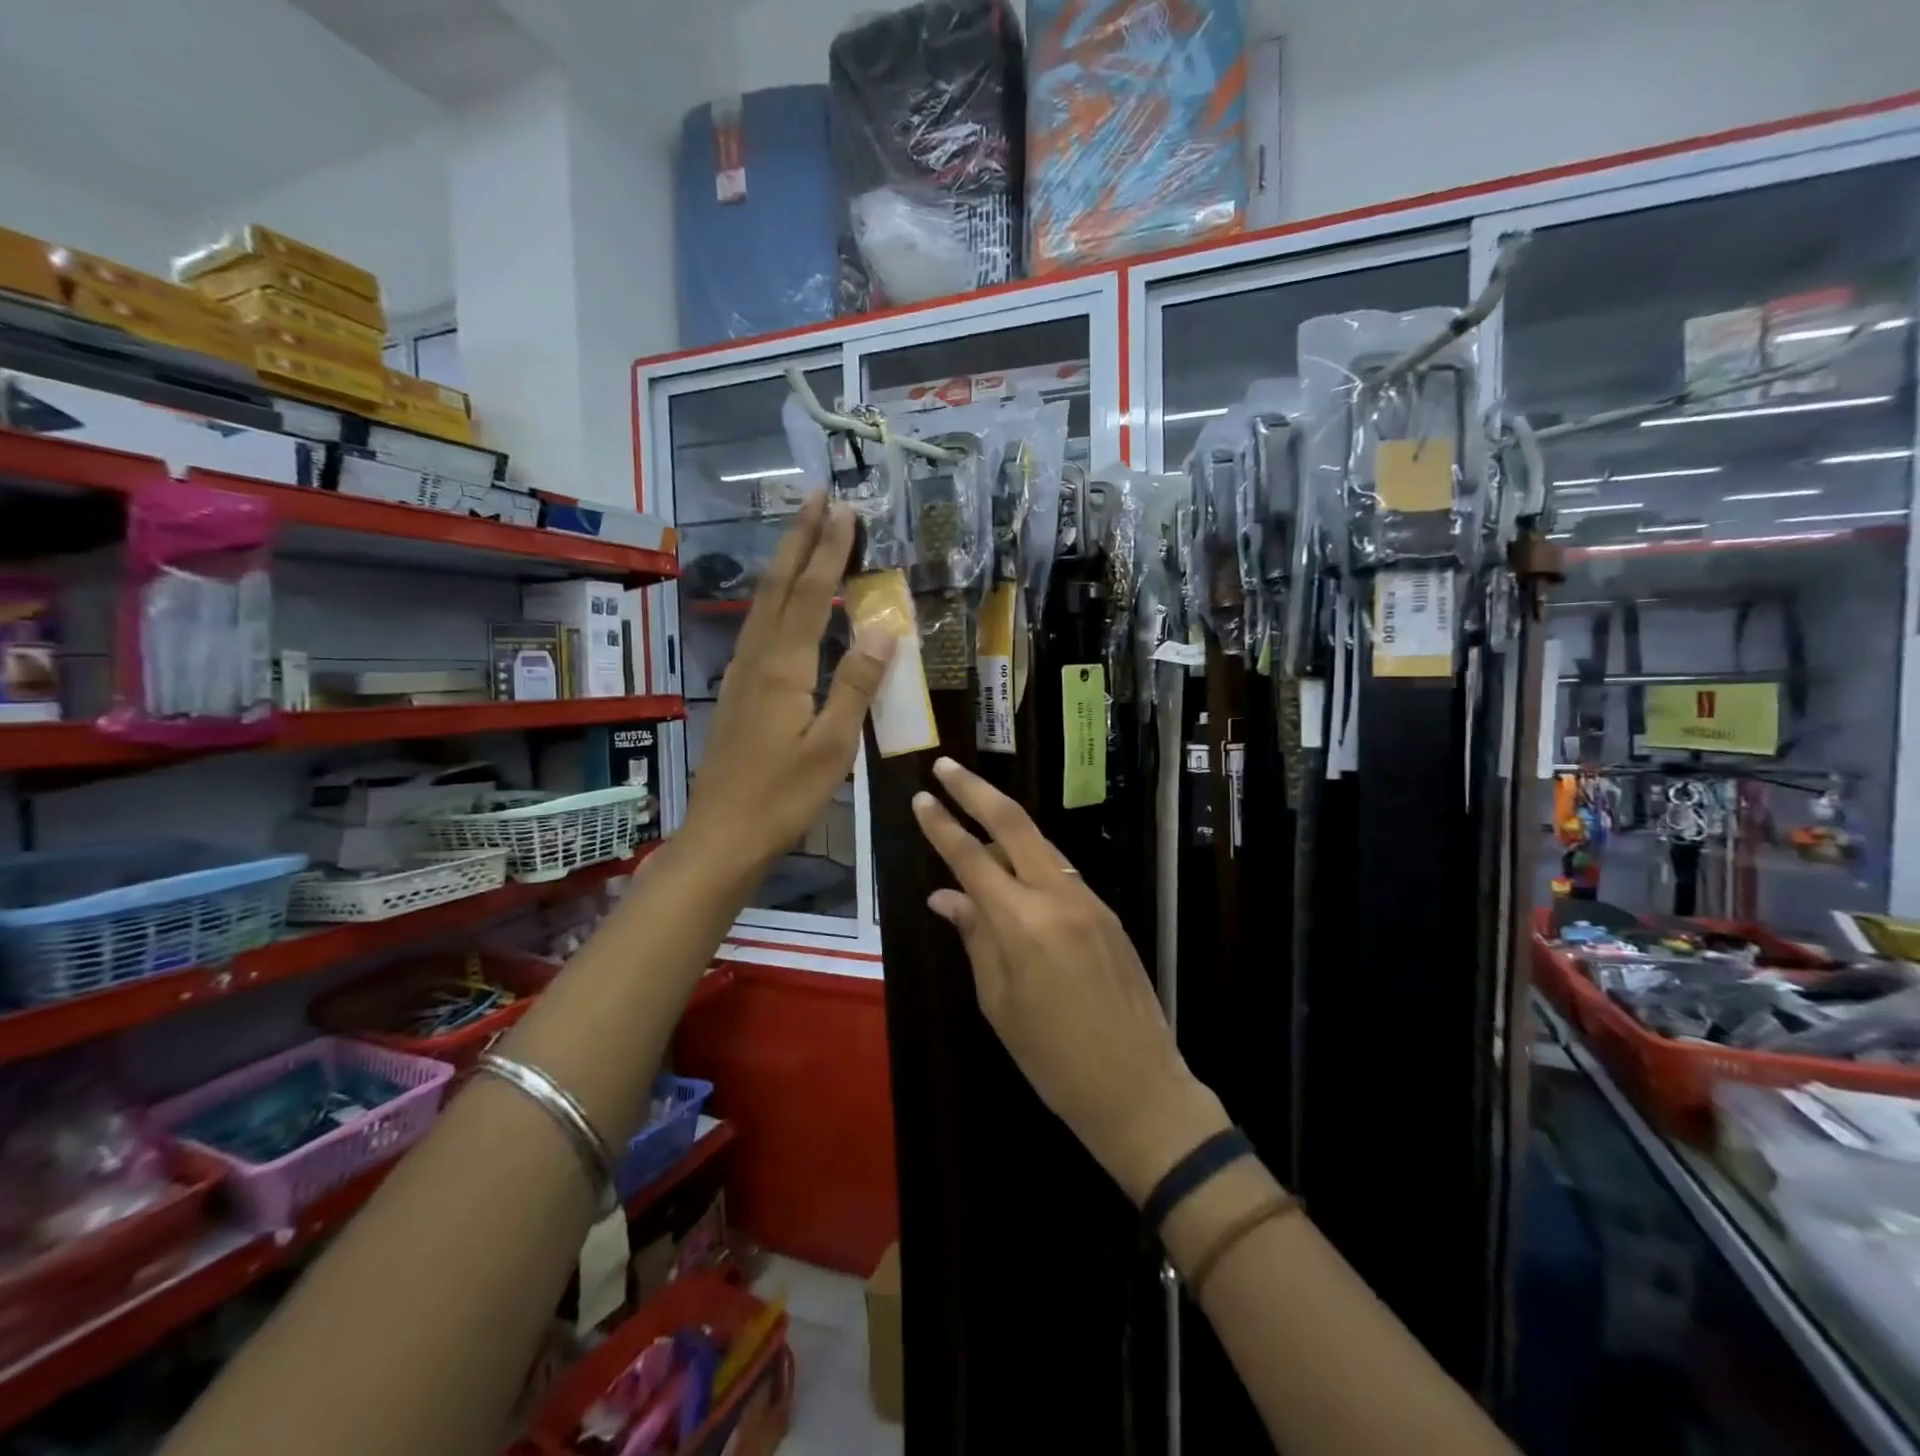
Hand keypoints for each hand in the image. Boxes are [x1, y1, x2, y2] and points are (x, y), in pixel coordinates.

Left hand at [685, 496, 894, 875]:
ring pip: (762, 605)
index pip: (811, 595)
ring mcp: (741, 675)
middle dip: (798, 540)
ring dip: (783, 564)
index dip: (828, 551)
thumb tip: (885, 630)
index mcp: (783, 669)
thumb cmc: (783, 797)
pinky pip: (757, 629)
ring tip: (801, 535)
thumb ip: (856, 685)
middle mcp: (757, 660)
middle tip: (816, 497)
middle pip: (778, 587)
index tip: (844, 510)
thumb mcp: (832, 746)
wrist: (723, 836)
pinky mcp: (736, 693)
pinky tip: (781, 603)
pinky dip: (774, 600)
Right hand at [912, 757, 1228, 1203]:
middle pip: (1013, 823)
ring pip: (1039, 844)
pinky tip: (1012, 871)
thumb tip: (945, 896)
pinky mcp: (1107, 912)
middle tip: (946, 766)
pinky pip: (1060, 872)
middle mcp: (1057, 896)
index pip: (971, 858)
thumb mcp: (999, 1002)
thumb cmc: (1053, 1058)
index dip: (942, 825)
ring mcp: (1088, 900)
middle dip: (976, 790)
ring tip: (970, 815)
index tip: (920, 798)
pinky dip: (1030, 860)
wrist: (1139, 1086)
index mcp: (1022, 923)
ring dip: (1003, 825)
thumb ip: (974, 937)